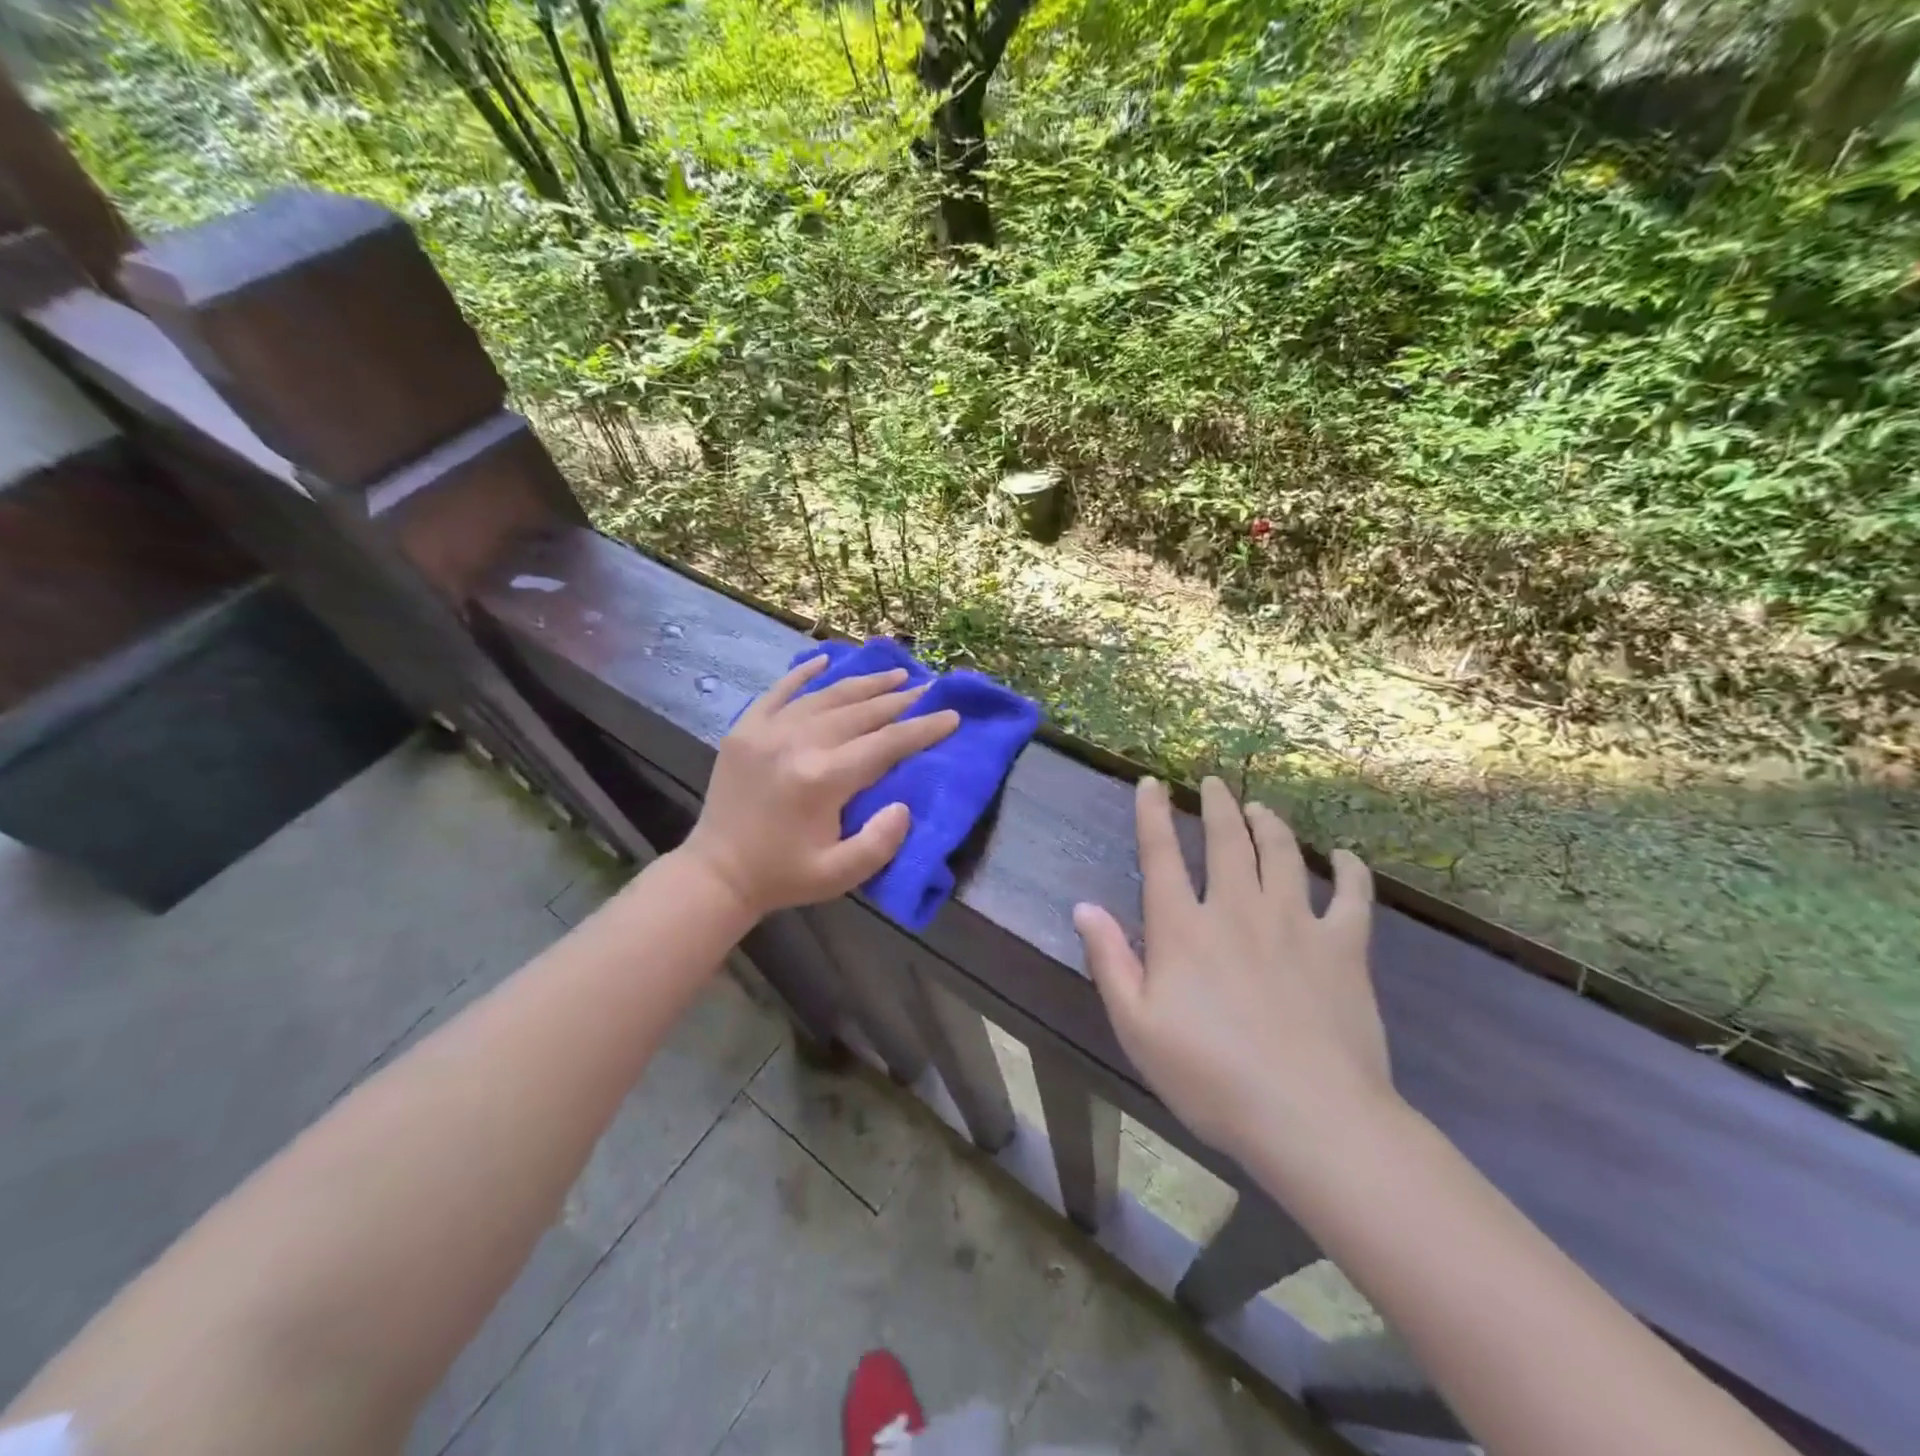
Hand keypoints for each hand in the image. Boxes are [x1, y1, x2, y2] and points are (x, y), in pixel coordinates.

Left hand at [682, 654, 959, 918]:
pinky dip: (803, 674)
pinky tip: (824, 661)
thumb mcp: (839, 875)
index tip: (951, 716)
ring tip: (894, 674)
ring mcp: (767, 731)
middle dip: (899, 700)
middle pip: (860, 712)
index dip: (922, 729)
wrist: (716, 873)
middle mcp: (797, 743)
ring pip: (826, 696)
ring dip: (864, 684)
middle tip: (928, 688)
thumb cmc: (784, 875)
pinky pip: (779, 691)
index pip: (886, 743)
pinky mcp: (745, 729)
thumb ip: (879, 843)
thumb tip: (904, 806)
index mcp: (822, 778)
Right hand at [1073, 776, 1395, 1166]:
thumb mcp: (1136, 1027)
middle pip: (1227, 840)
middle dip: (1217, 805)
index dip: (1153, 814)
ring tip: (1260, 808)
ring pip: (1283, 854)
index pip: (1161, 855)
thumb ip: (1109, 960)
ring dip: (1269, 823)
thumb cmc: (1211, 1077)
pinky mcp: (1344, 948)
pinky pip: (1351, 895)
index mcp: (1184, 928)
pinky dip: (1349, 870)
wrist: (1310, 1118)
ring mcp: (1296, 923)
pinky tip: (1344, 858)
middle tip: (1213, 783)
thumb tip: (1084, 907)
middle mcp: (1238, 909)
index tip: (1151, 784)